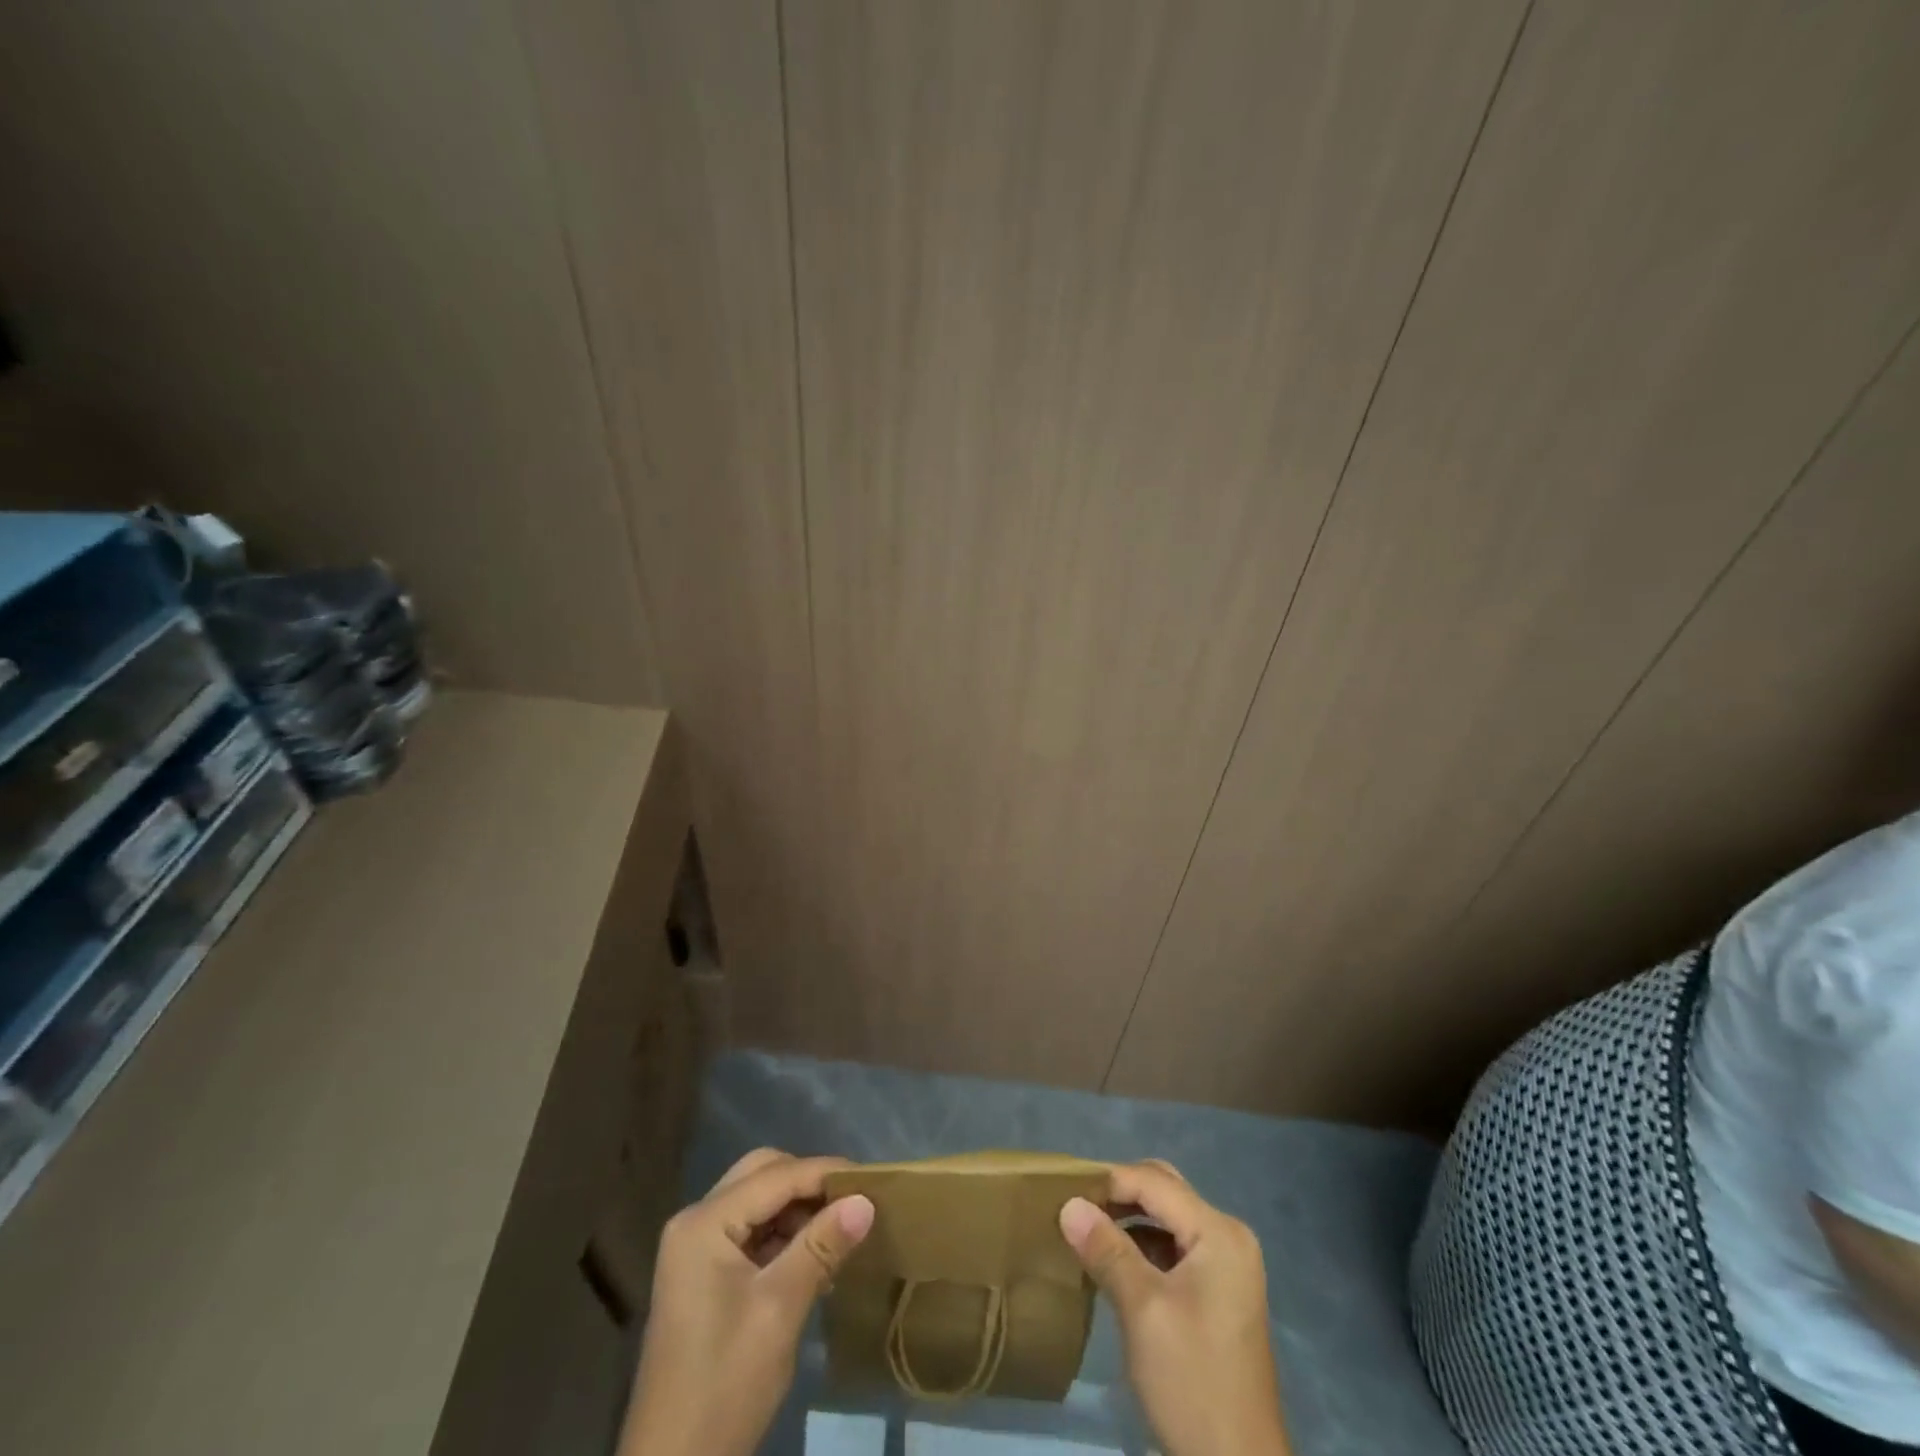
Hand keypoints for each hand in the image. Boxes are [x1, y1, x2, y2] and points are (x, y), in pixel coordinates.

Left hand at [620, 1149, 875, 1455]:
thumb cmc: (725, 1384)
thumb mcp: (780, 1309)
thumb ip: (822, 1246)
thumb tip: (866, 1200)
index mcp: (704, 1223)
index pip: (775, 1176)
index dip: (824, 1173)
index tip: (871, 1180)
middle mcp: (696, 1222)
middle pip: (762, 1175)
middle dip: (808, 1183)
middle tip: (852, 1201)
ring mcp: (697, 1248)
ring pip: (758, 1201)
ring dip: (798, 1208)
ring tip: (840, 1228)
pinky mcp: (704, 1274)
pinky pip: (751, 1230)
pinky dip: (784, 1234)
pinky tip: (815, 1255)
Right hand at [1060, 1160, 1290, 1455]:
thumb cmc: (1191, 1381)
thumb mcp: (1143, 1311)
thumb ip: (1107, 1250)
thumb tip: (1069, 1204)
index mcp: (1219, 1233)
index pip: (1155, 1183)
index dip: (1109, 1181)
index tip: (1065, 1192)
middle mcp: (1228, 1237)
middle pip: (1165, 1192)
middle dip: (1119, 1194)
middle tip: (1076, 1207)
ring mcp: (1227, 1265)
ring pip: (1167, 1219)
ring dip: (1128, 1220)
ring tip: (1086, 1230)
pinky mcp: (1218, 1292)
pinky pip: (1175, 1247)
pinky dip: (1143, 1246)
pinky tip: (1112, 1261)